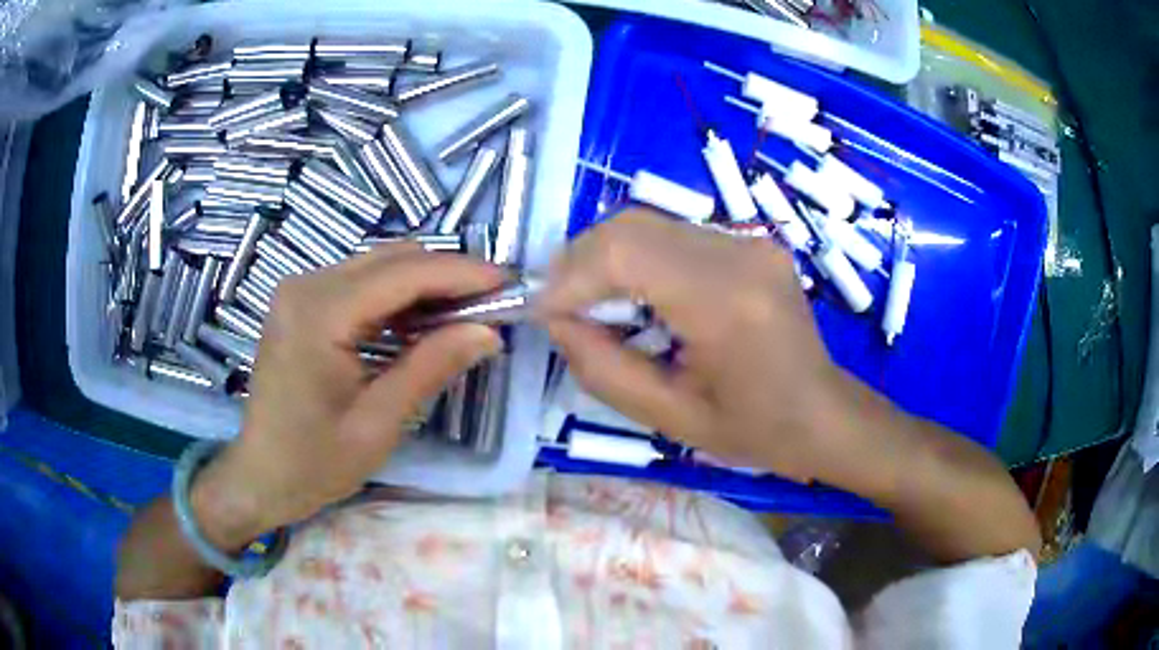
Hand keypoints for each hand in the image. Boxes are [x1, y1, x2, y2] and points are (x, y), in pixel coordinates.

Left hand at [193, 245, 504, 545]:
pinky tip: (422, 320)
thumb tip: (487, 331)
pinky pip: (361, 282)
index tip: (508, 283)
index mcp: (319, 313)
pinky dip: (398, 295)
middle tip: (492, 302)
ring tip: (466, 311)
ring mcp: (301, 290)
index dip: (460, 273)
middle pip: (392, 259)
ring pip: (378, 265)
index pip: (403, 273)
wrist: (261, 474)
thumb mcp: (378, 423)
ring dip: (425, 282)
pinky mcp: (302, 302)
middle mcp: (306, 285)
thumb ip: (430, 367)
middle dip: (447, 274)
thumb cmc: (314, 461)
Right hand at [536, 209, 858, 484]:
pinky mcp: (750, 240)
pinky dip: (638, 258)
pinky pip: (673, 234)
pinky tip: (639, 298)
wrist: (821, 411)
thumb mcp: (668, 417)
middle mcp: (740, 253)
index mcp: (726, 302)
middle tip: (563, 309)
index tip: (542, 312)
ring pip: (647, 223)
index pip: (624, 252)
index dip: (570, 276)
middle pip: (631, 225)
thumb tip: (556, 319)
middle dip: (580, 262)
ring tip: (597, 306)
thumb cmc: (753, 429)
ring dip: (606, 258)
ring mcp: (749, 240)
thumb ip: (600, 367)